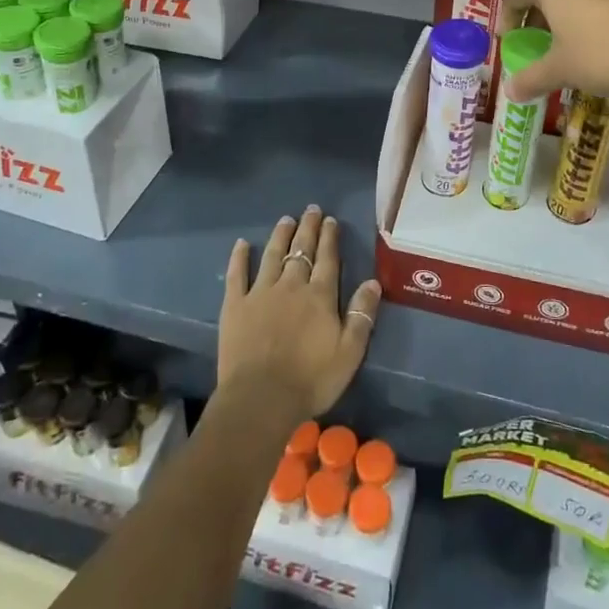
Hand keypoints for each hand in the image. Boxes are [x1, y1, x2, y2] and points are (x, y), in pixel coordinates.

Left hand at [219, 206, 381, 422]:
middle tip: (311, 210)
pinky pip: (237, 275)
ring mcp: (260, 293)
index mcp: (320, 296)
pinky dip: (240, 258)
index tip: (330, 220)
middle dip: (307, 229)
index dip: (329, 238)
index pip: (328, 259)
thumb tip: (372, 282)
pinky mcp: (235, 306)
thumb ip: (362, 315)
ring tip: (286, 219)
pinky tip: (242, 244)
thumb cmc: (311, 380)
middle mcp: (291, 286)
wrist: (261, 398)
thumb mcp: (349, 352)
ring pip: (272, 256)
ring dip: (280, 236)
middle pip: (301, 251)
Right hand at [502, 0, 608, 104]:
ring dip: (572, 10)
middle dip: (541, 13)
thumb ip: (531, 78)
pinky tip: (608, 42)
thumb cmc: (602, 55)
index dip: (508, 18)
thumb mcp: (560, 71)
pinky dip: (600, 14)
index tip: (509, 40)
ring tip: (574, 41)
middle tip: (540, 40)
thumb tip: (510, 92)